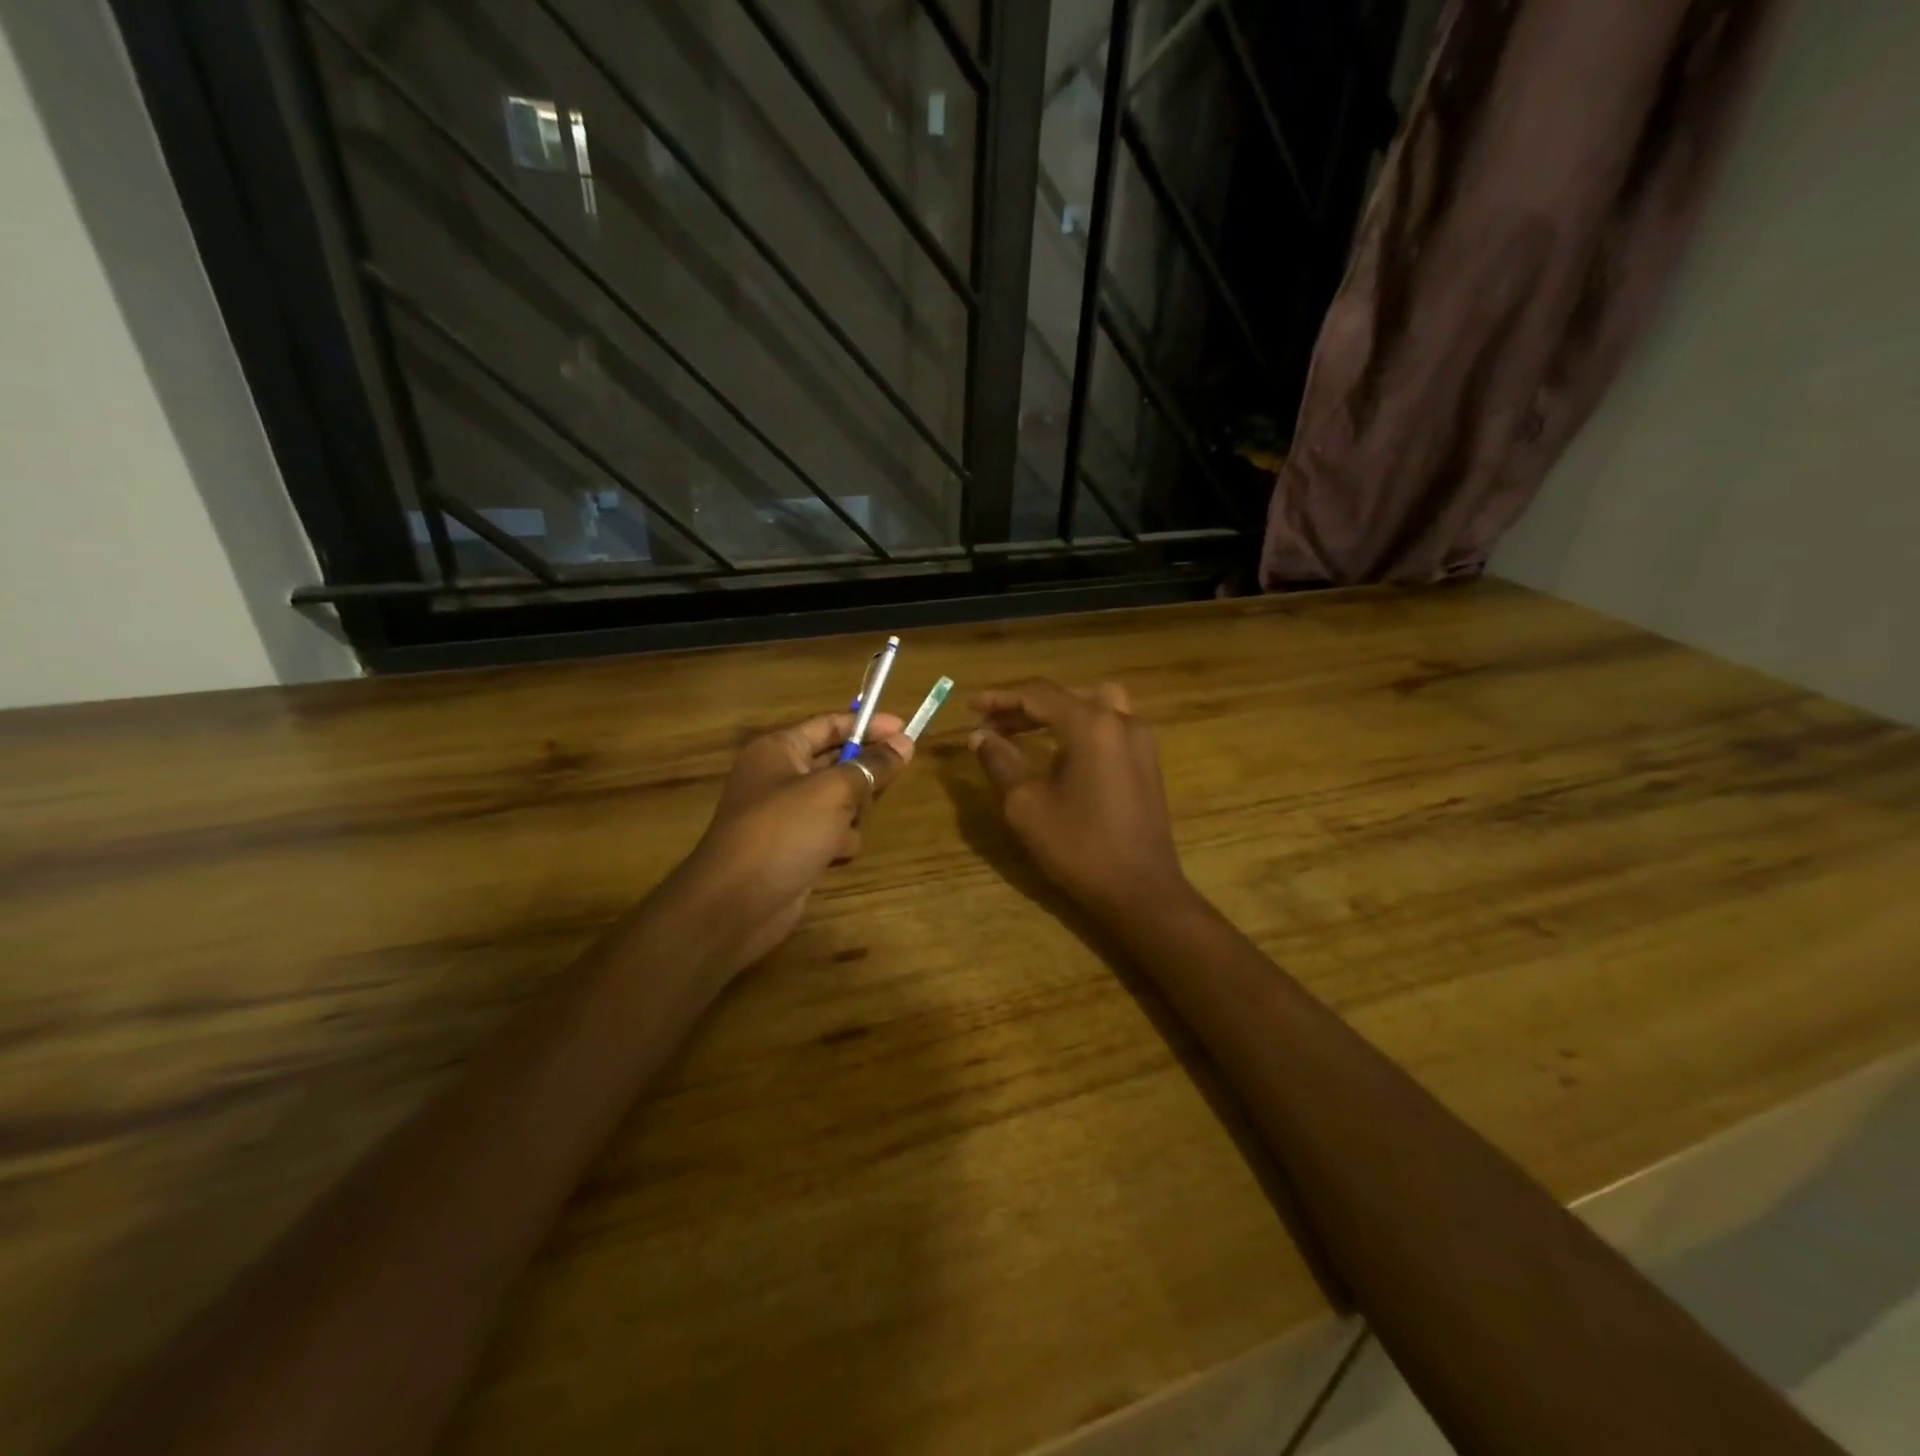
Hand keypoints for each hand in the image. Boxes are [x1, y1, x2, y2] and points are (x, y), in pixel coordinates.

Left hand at [673, 711, 913, 979]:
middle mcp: (779, 777)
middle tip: (894, 779)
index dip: (868, 724)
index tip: (906, 730)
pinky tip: (838, 854)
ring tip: (853, 822)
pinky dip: (839, 841)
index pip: (829, 724)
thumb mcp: (834, 791)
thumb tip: (904, 743)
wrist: (736, 904)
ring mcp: (784, 815)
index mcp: (778, 750)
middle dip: (863, 773)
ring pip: (838, 800)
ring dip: (853, 811)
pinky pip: (829, 833)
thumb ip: (871, 765)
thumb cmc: (783, 832)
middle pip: (836, 762)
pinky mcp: (792, 848)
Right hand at [969, 679, 1186, 922]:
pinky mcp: (1147, 761)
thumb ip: (1001, 762)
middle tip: (992, 723)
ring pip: (1095, 704)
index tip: (971, 707)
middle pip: (1067, 696)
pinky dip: (1081, 726)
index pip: (1039, 694)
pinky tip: (1060, 751)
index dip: (1001, 697)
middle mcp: (1121, 721)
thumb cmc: (1079, 847)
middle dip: (1025, 705)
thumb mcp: (1026, 805)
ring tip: (1026, 729)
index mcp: (1091, 725)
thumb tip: (980, 737)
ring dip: (1058, 710)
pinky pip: (1110, 725)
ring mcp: (1141, 740)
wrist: (1140, 890)